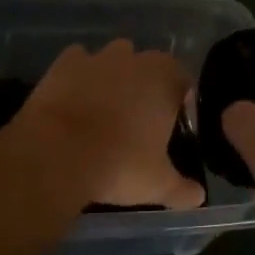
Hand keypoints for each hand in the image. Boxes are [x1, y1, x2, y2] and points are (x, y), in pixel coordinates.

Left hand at [8, 41, 203, 210]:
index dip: (179, 102)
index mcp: (166, 78)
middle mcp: (135, 58)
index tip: (170, 126)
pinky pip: (78, 62)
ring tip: (105, 110)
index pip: (183, 81)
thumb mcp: (158, 184)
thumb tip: (198, 197)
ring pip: (114, 59)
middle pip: (148, 66)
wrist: (56, 154)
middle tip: (138, 121)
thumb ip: (182, 189)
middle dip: (146, 86)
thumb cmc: (119, 164)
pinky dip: (79, 76)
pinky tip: (75, 100)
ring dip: (113, 77)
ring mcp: (98, 57)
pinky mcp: (64, 63)